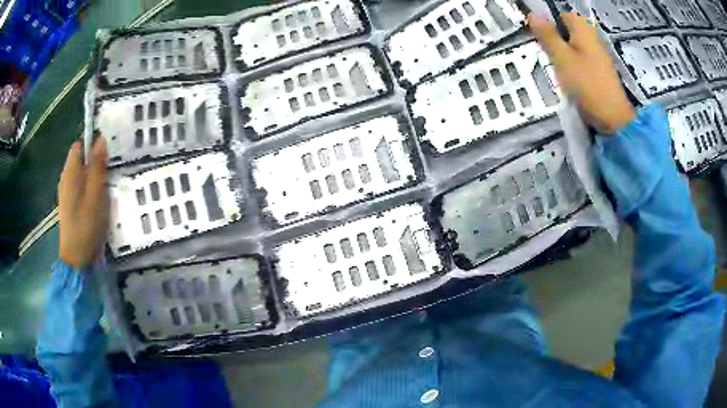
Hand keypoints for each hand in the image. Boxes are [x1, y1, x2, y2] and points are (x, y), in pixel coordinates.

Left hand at [58, 138, 108, 268]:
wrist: (77, 260)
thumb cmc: (86, 226)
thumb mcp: (95, 194)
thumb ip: (97, 167)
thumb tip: (101, 139)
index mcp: (70, 173)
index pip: (79, 146)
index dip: (92, 144)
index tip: (108, 152)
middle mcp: (66, 180)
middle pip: (81, 161)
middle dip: (95, 161)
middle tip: (112, 170)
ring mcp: (67, 194)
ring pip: (82, 175)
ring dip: (94, 176)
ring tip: (108, 185)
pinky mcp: (70, 206)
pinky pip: (81, 189)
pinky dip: (90, 189)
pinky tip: (99, 200)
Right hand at [528, 13, 635, 133]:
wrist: (613, 118)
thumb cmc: (587, 84)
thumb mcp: (562, 58)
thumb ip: (548, 36)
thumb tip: (533, 15)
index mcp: (584, 31)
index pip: (563, 15)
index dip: (550, 22)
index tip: (540, 36)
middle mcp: (593, 40)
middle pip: (569, 32)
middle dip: (556, 39)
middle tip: (545, 53)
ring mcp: (598, 57)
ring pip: (575, 48)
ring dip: (563, 54)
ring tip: (554, 67)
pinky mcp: (600, 73)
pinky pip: (581, 62)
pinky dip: (573, 66)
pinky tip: (567, 78)